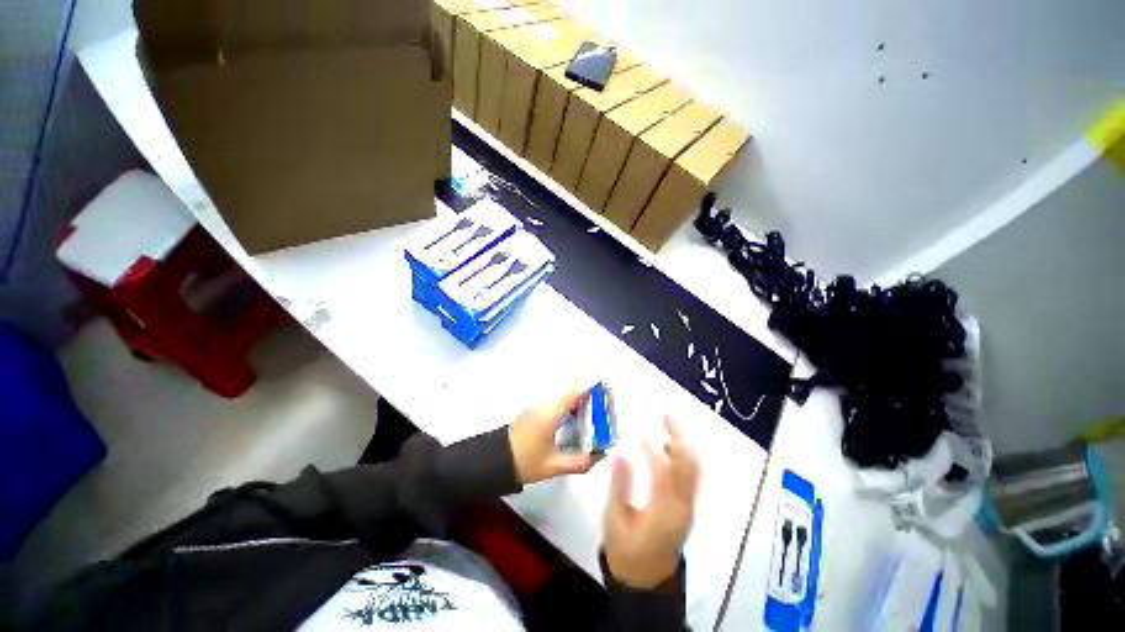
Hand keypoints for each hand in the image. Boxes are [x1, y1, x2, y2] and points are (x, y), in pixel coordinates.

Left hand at [509, 387, 601, 484]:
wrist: (495, 461)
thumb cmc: (525, 462)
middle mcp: (545, 405)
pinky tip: (577, 418)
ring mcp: (538, 407)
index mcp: (550, 414)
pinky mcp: (535, 412)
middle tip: (605, 406)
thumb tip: (601, 454)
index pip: (573, 393)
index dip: (590, 389)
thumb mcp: (554, 466)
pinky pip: (557, 402)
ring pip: (563, 396)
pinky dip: (570, 405)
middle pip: (570, 392)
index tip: (606, 393)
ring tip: (595, 412)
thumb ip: (580, 462)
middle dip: (589, 395)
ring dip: (579, 400)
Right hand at [605, 416, 699, 588]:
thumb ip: (619, 485)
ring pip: (695, 468)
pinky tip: (672, 444)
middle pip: (688, 466)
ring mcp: (689, 505)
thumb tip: (619, 453)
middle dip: (680, 437)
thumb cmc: (626, 549)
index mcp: (662, 512)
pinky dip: (686, 455)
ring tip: (669, 423)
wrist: (646, 577)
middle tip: (665, 415)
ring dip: (685, 443)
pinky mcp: (688, 505)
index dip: (650, 447)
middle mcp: (682, 505)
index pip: (660, 471)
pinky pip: (693, 475)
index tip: (638, 427)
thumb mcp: (615, 519)